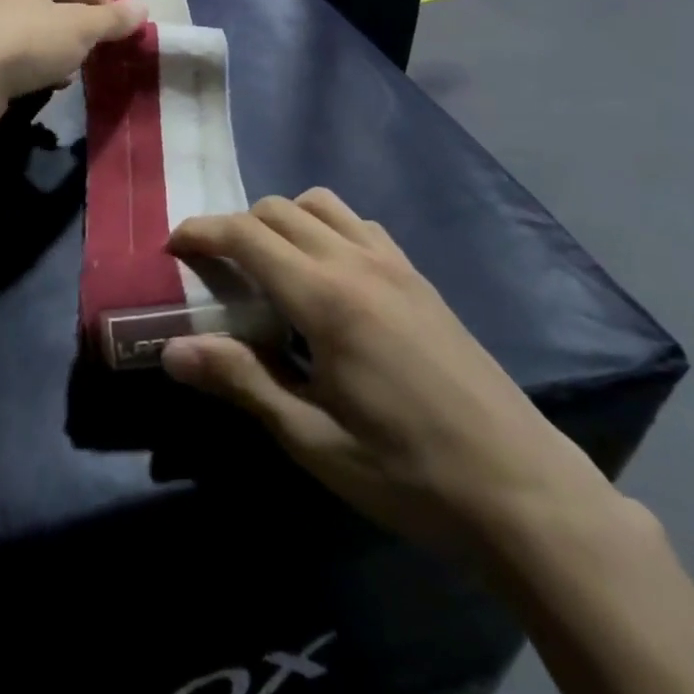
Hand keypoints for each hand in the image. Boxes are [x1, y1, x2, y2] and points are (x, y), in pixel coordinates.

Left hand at [0, 0, 146, 127]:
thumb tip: (143, 7)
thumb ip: (112, 20)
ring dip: (61, 50)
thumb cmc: (28, 42)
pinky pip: (22, 60)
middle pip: (53, 7)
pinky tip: (53, 85)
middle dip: (80, 27)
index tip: (120, 21)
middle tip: (104, 46)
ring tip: (81, 68)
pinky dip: (41, 69)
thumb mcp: (80, 28)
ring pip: (38, 36)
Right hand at [160, 189, 620, 556]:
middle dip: (236, 226)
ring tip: (269, 267)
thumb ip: (241, 382)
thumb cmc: (407, 472)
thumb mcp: (313, 438)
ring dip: (282, 219)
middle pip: (278, 209)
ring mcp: (395, 264)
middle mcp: (357, 262)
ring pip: (321, 204)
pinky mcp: (420, 278)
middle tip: (215, 270)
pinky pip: (359, 225)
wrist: (523, 489)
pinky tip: (328, 279)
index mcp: (326, 297)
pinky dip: (325, 228)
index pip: (246, 235)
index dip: (202, 231)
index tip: (172, 244)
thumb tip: (171, 351)